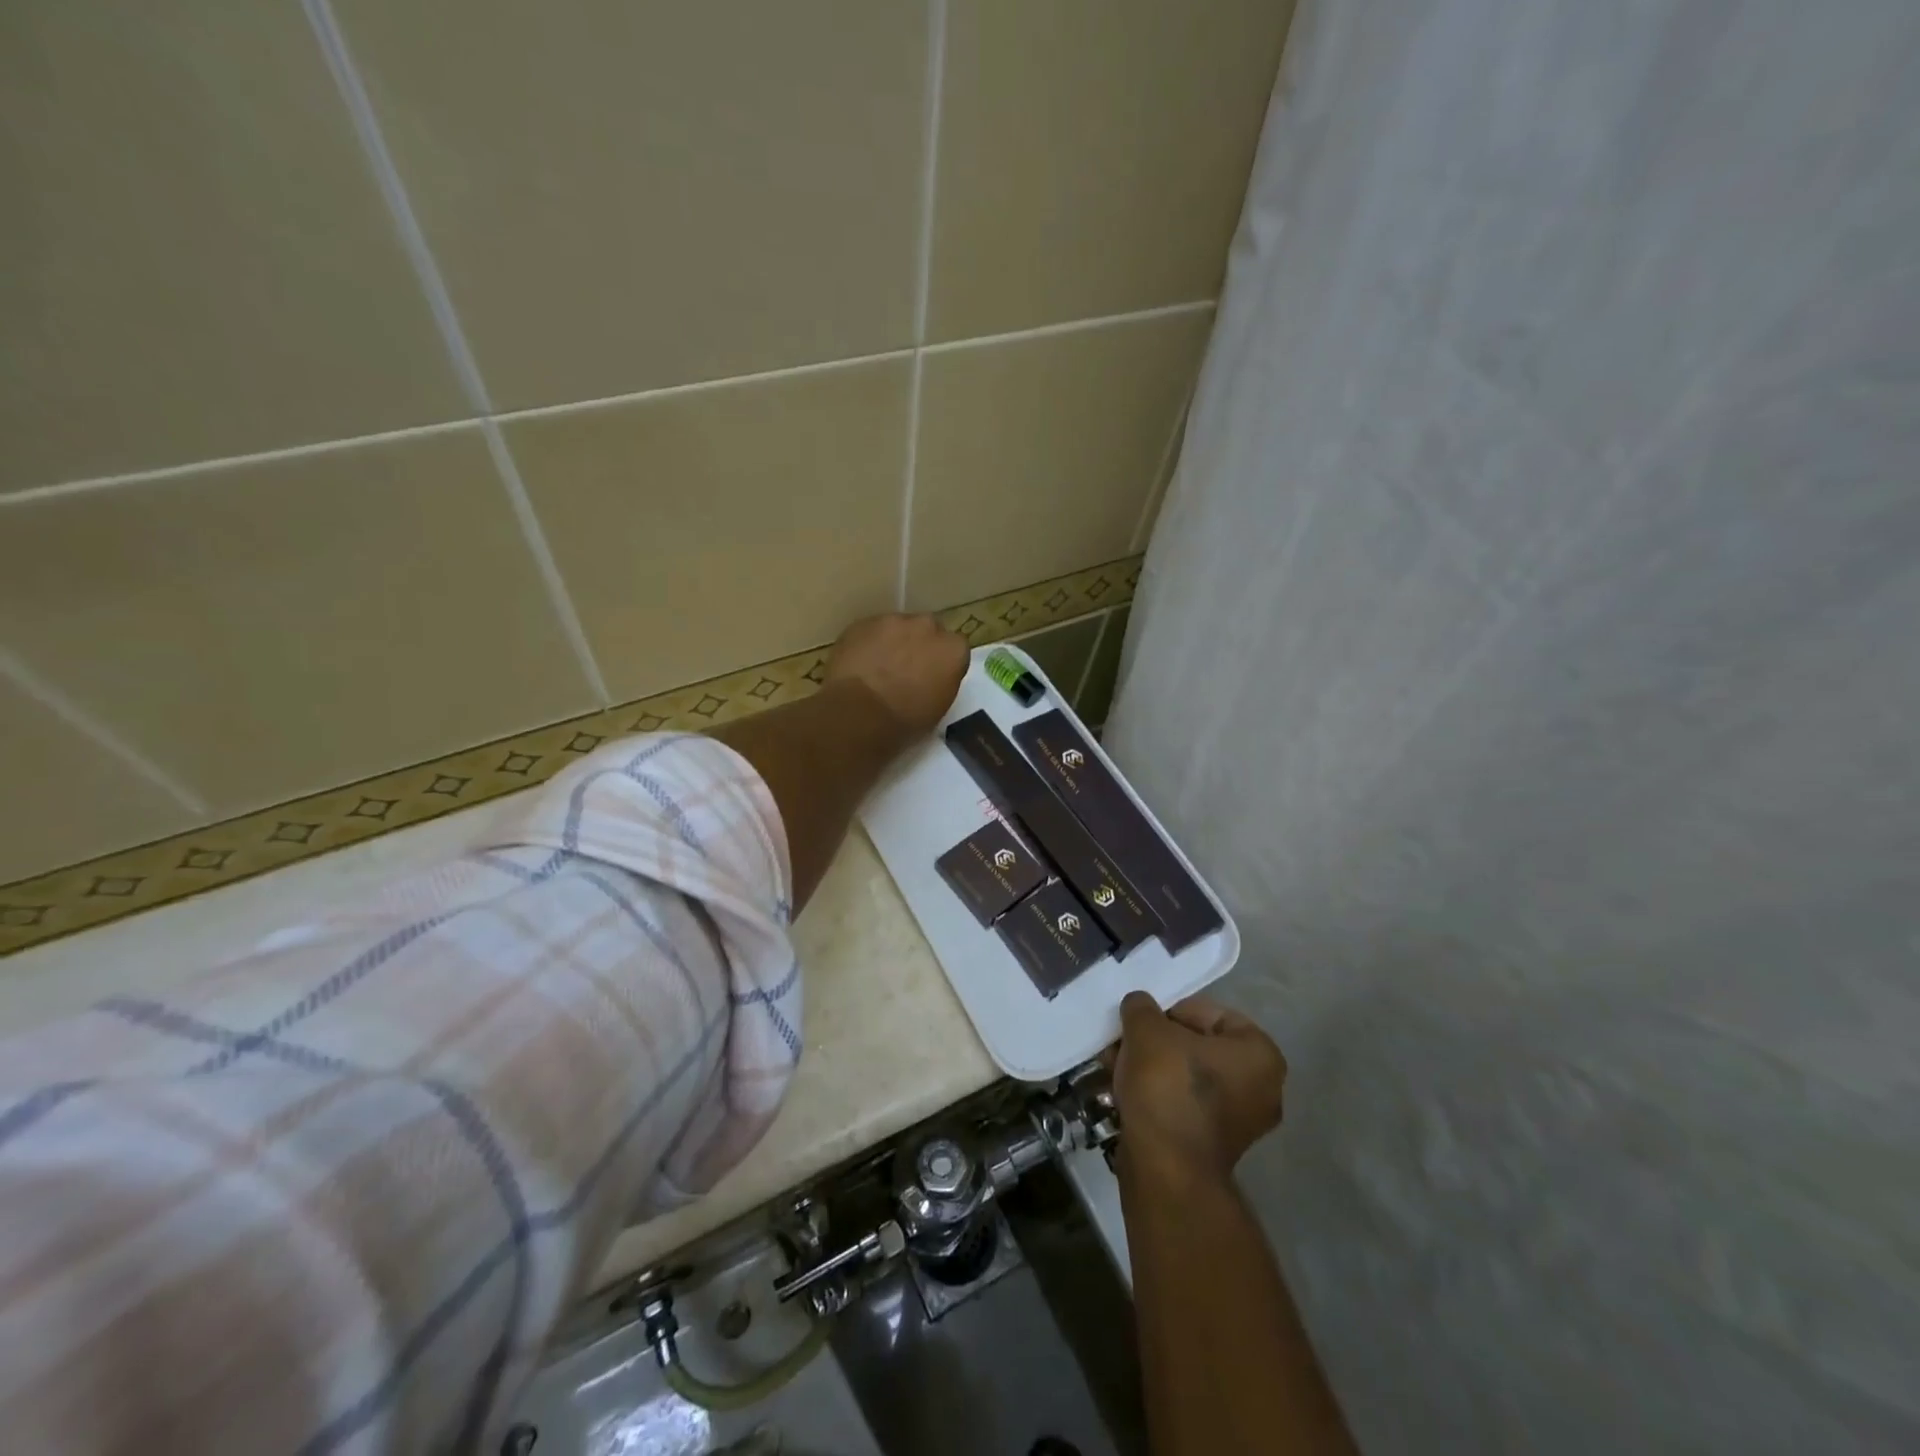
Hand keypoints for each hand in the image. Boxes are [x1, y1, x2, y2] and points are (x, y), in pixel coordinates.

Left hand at [825, 614, 969, 739]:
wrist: (859, 713)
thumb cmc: (904, 722)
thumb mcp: (938, 709)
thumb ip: (941, 683)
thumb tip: (931, 679)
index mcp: (953, 650)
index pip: (955, 648)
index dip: (942, 662)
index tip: (932, 677)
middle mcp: (927, 627)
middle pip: (927, 630)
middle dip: (919, 644)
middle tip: (906, 669)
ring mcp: (893, 621)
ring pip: (897, 627)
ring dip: (892, 642)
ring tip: (878, 667)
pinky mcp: (863, 622)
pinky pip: (870, 631)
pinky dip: (868, 643)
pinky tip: (859, 664)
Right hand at [1111, 992, 1286, 1184]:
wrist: (1166, 1169)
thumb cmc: (1168, 1086)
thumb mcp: (1146, 1028)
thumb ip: (1142, 1007)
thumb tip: (1139, 1006)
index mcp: (1260, 1054)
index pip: (1212, 1013)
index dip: (1172, 1011)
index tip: (1143, 1021)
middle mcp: (1262, 1088)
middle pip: (1198, 1046)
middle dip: (1156, 1041)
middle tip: (1125, 1041)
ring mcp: (1239, 1122)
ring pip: (1187, 1076)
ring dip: (1151, 1066)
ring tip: (1115, 1064)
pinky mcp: (1214, 1146)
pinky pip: (1184, 1104)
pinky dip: (1156, 1093)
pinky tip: (1123, 1090)